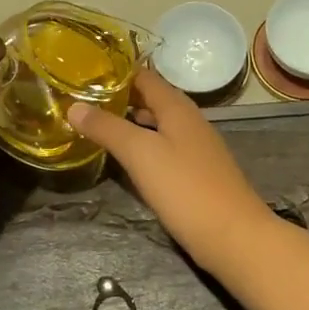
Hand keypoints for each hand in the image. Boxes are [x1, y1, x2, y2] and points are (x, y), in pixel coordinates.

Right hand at [68, 68, 276, 271]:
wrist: (234, 238)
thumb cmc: (186, 188)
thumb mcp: (140, 154)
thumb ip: (108, 128)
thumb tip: (74, 106)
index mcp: (177, 107)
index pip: (143, 76)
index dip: (114, 71)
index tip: (83, 73)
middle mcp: (188, 120)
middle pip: (149, 99)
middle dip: (118, 97)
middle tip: (81, 100)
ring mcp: (194, 147)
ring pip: (156, 124)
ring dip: (128, 122)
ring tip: (95, 126)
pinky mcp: (195, 173)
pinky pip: (163, 148)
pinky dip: (141, 146)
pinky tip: (124, 159)